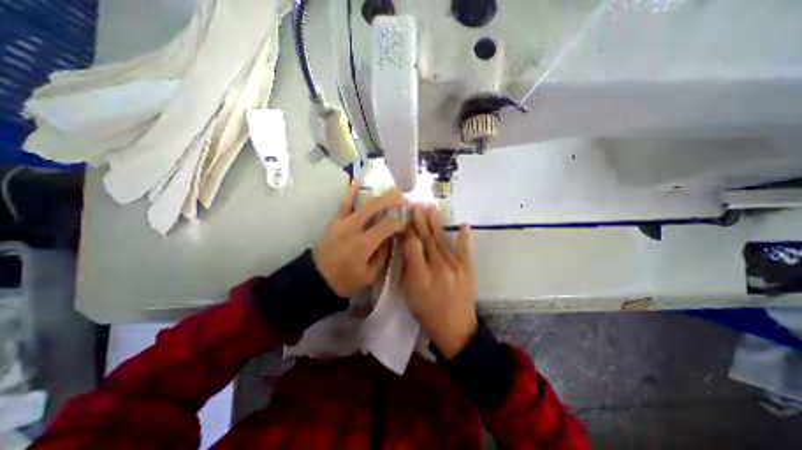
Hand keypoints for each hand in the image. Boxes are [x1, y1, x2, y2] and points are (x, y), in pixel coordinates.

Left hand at [311, 181, 403, 296]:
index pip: (387, 225)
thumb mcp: (368, 275)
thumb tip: (391, 239)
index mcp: (364, 244)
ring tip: (391, 191)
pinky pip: (344, 204)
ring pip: (363, 203)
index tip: (405, 226)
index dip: (399, 223)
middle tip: (403, 199)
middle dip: (392, 200)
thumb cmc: (344, 280)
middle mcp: (354, 228)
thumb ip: (382, 255)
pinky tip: (356, 180)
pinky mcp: (335, 221)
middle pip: (376, 207)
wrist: (315, 279)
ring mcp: (343, 222)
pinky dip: (350, 191)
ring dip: (379, 195)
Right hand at [401, 204, 474, 357]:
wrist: (455, 328)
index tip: (403, 219)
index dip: (407, 231)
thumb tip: (407, 247)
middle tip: (415, 206)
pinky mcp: (468, 269)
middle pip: (426, 239)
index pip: (412, 245)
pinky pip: (465, 250)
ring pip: (441, 240)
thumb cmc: (426, 311)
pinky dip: (465, 237)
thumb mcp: (409, 293)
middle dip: (419, 221)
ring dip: (435, 223)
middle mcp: (438, 267)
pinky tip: (464, 224)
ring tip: (431, 208)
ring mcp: (455, 267)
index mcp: (420, 275)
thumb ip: (408, 269)